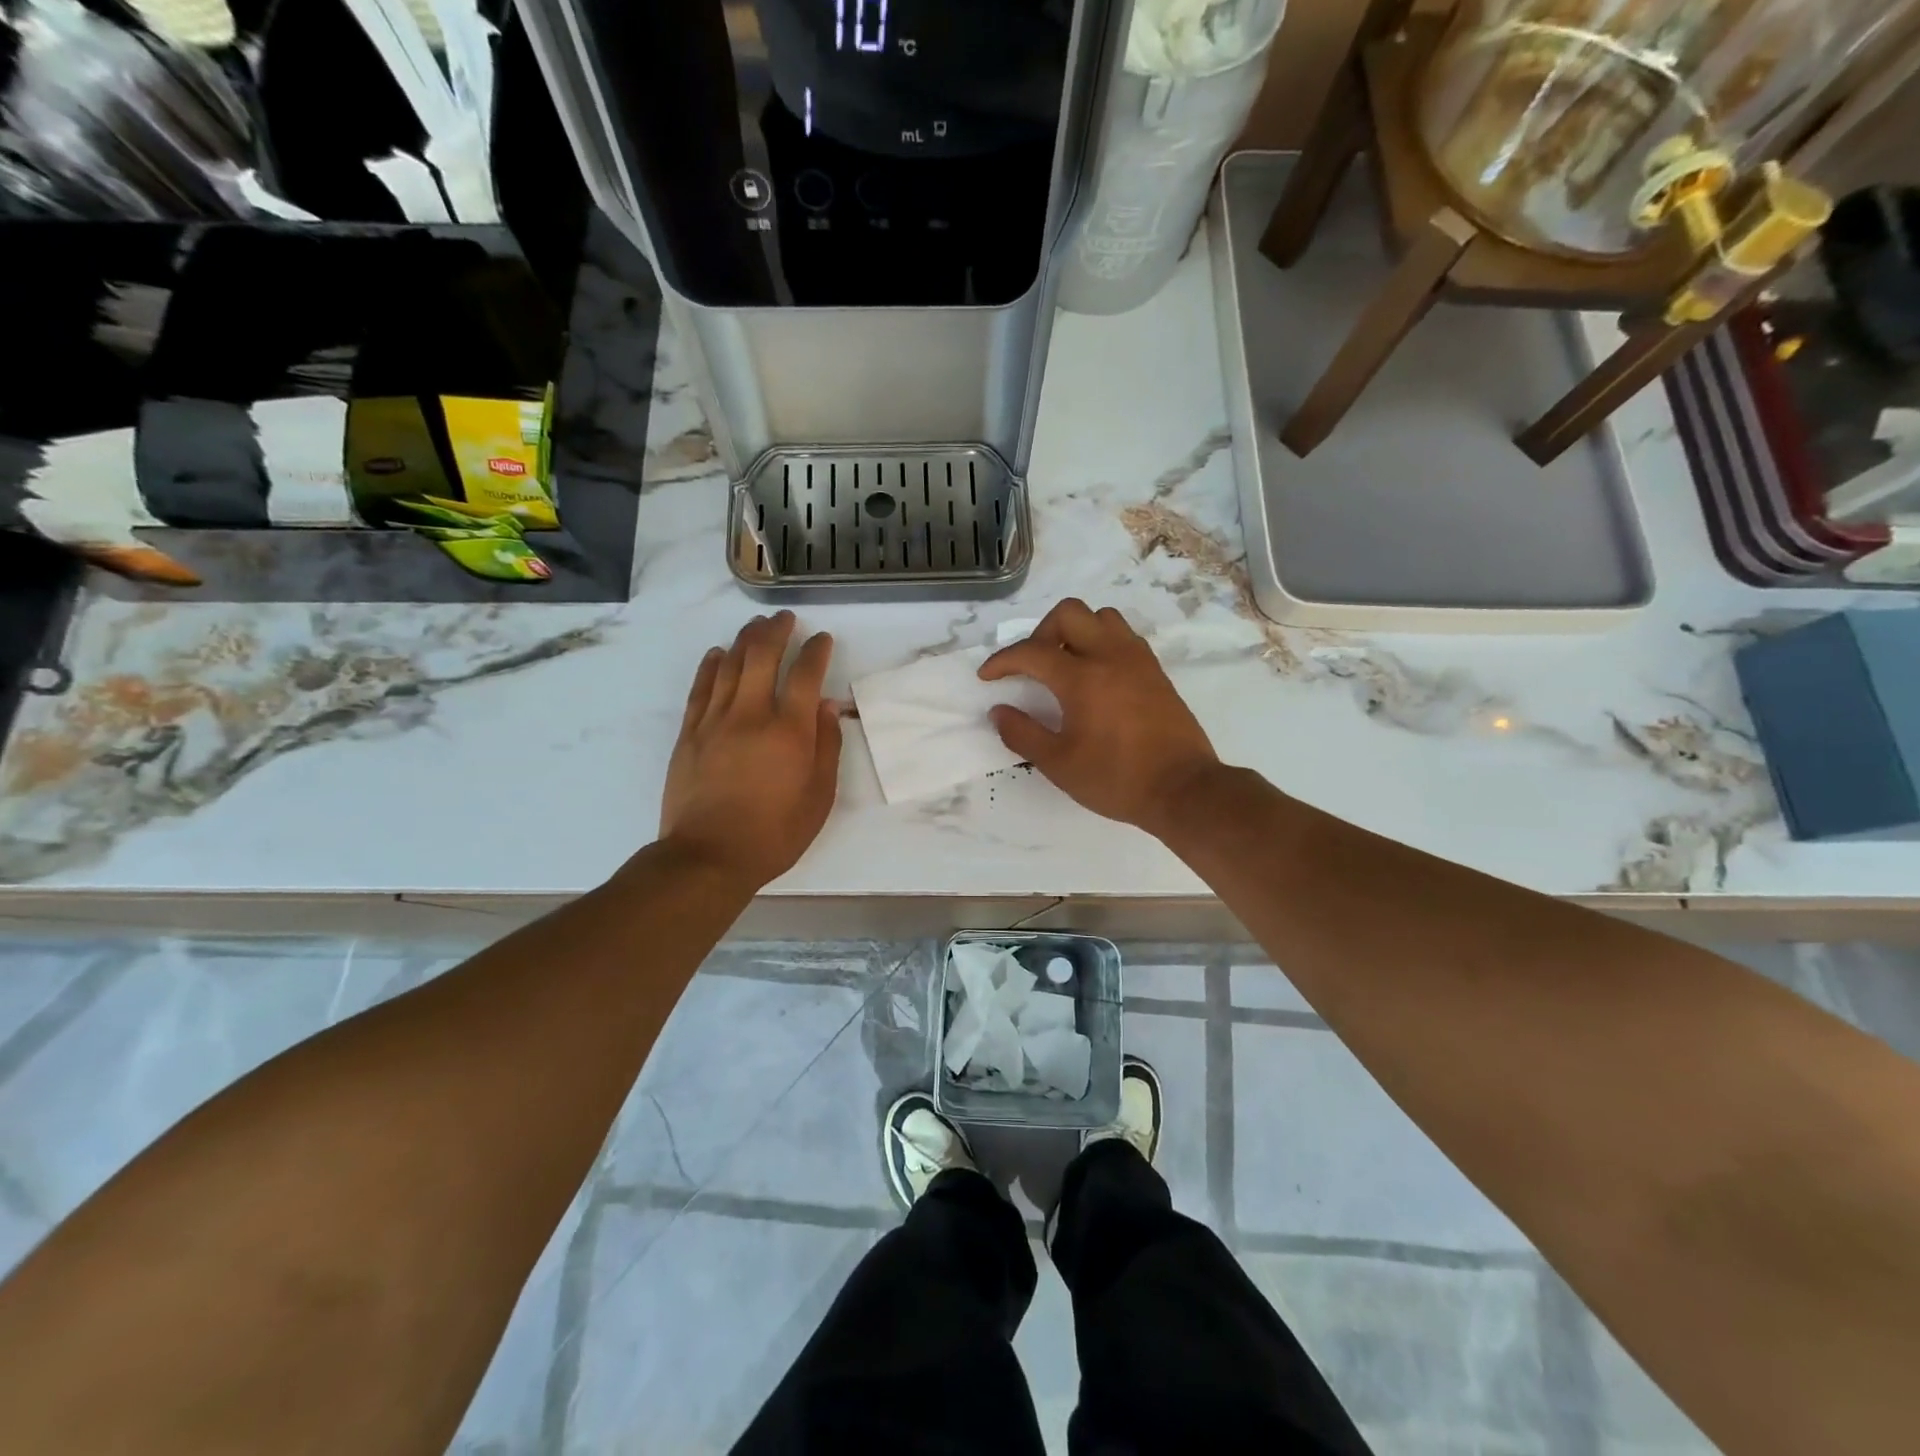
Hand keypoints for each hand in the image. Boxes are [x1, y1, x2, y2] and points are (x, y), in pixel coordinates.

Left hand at [659, 612, 841, 888]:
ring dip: (745, 639)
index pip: (805, 675)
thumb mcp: (819, 797)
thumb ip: (826, 747)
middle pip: (762, 656)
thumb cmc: (775, 833)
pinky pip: (700, 688)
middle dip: (776, 631)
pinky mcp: (690, 733)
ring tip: (756, 625)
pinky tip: (717, 653)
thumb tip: (826, 706)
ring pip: (729, 664)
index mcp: (790, 731)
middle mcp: (752, 715)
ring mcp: (715, 721)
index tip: (822, 639)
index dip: (815, 651)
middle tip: (785, 618)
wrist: (709, 856)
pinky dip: (710, 665)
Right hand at [977, 599, 1220, 837]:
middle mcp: (1110, 656)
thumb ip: (1023, 734)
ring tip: (1065, 665)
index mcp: (1082, 677)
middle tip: (1032, 666)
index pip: (1031, 652)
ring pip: (1101, 617)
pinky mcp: (1156, 671)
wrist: (1183, 789)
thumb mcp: (1059, 764)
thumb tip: (999, 712)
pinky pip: (1123, 636)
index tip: (987, 677)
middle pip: (1068, 613)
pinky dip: (1101, 642)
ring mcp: (1137, 660)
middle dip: (1040, 632)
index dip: (1002, 661)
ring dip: (1076, 631)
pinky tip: (1096, 675)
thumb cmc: (1116, 779)